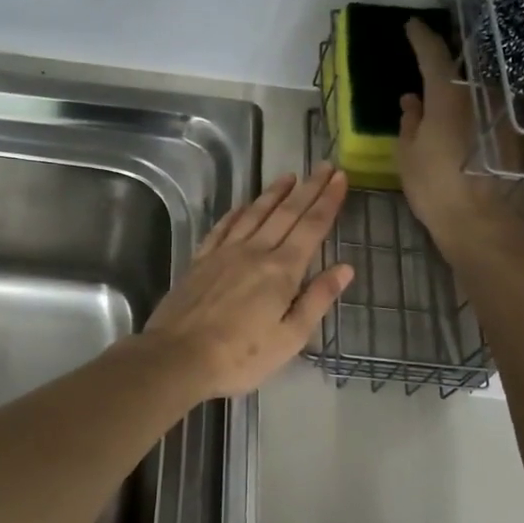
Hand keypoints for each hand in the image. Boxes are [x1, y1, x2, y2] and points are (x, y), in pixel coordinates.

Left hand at [143, 166, 353, 400]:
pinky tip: (243, 205)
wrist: (178, 356)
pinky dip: (237, 212)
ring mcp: (224, 252)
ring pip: (254, 213)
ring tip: (289, 177)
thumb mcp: (290, 337)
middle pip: (286, 213)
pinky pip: (223, 227)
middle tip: (324, 166)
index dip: (327, 201)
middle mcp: (255, 251)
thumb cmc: (241, 355)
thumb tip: (345, 268)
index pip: (311, 227)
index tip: (340, 177)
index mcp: (282, 270)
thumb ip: (317, 299)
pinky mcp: (201, 260)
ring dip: (274, 193)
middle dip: (308, 189)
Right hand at [396, 18, 523, 267]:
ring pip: (479, 90)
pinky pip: (492, 111)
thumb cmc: (436, 190)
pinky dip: (478, 110)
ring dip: (464, 89)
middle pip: (462, 69)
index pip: (433, 53)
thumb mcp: (407, 156)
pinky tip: (469, 124)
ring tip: (448, 97)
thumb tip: (411, 101)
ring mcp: (504, 114)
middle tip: (428, 63)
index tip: (411, 25)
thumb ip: (409, 122)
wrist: (486, 226)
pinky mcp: (518, 135)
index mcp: (448, 96)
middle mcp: (481, 96)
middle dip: (444, 64)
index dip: (420, 36)